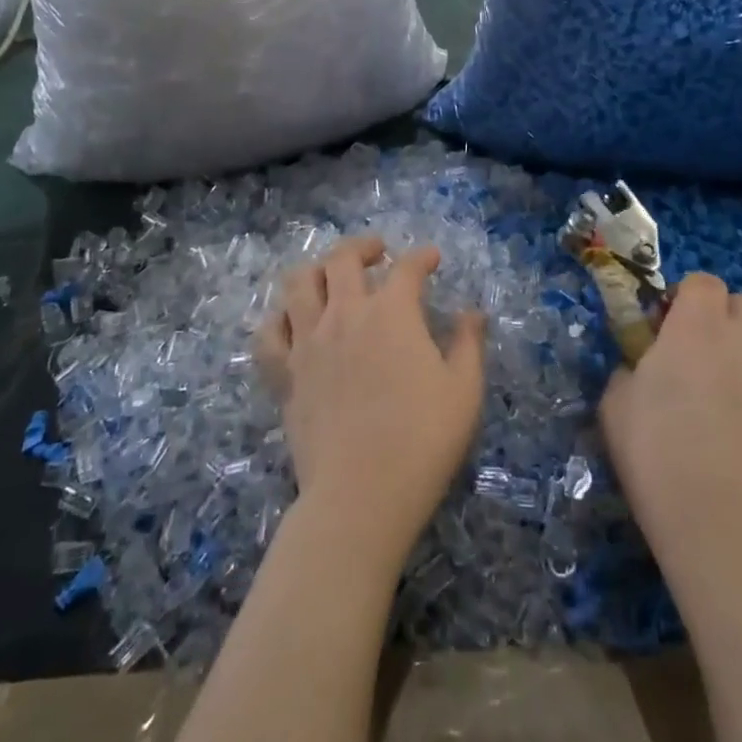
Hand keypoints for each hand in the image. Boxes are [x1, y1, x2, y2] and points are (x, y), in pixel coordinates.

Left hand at [256, 236, 485, 562]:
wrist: (361, 494)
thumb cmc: (422, 440)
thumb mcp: (464, 390)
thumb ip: (468, 344)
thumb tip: (472, 313)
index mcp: (392, 313)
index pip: (407, 268)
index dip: (422, 257)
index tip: (432, 259)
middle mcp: (345, 314)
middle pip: (343, 259)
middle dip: (363, 247)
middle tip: (378, 253)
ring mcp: (308, 342)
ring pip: (299, 282)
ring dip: (317, 270)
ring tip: (331, 278)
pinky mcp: (284, 374)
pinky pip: (269, 333)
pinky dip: (280, 319)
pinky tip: (293, 323)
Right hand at [601, 273, 741, 586]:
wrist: (727, 531)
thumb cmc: (657, 454)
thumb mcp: (615, 404)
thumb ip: (630, 369)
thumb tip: (642, 368)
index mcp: (699, 328)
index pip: (703, 281)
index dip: (683, 297)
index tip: (663, 329)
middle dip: (718, 321)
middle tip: (690, 360)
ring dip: (737, 366)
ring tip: (712, 417)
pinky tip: (735, 451)